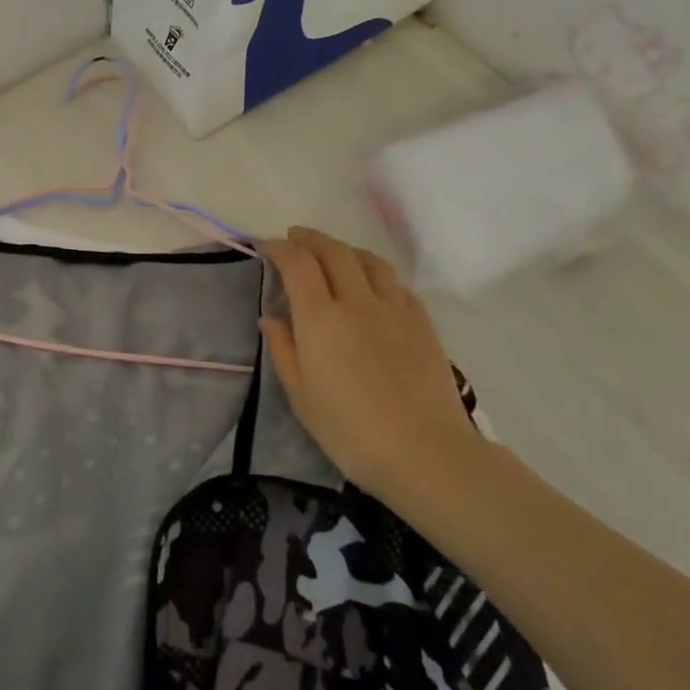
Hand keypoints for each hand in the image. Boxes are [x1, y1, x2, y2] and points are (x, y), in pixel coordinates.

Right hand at [260, 227, 476, 502]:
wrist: (423, 452)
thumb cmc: (349, 430)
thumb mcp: (300, 395)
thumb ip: (283, 349)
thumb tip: (271, 318)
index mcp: (321, 318)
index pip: (297, 264)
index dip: (279, 248)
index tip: (266, 247)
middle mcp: (357, 301)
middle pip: (333, 251)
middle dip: (309, 239)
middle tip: (294, 238)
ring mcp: (395, 309)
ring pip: (368, 260)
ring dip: (344, 248)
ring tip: (332, 253)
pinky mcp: (422, 322)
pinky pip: (395, 282)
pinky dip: (375, 271)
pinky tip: (372, 283)